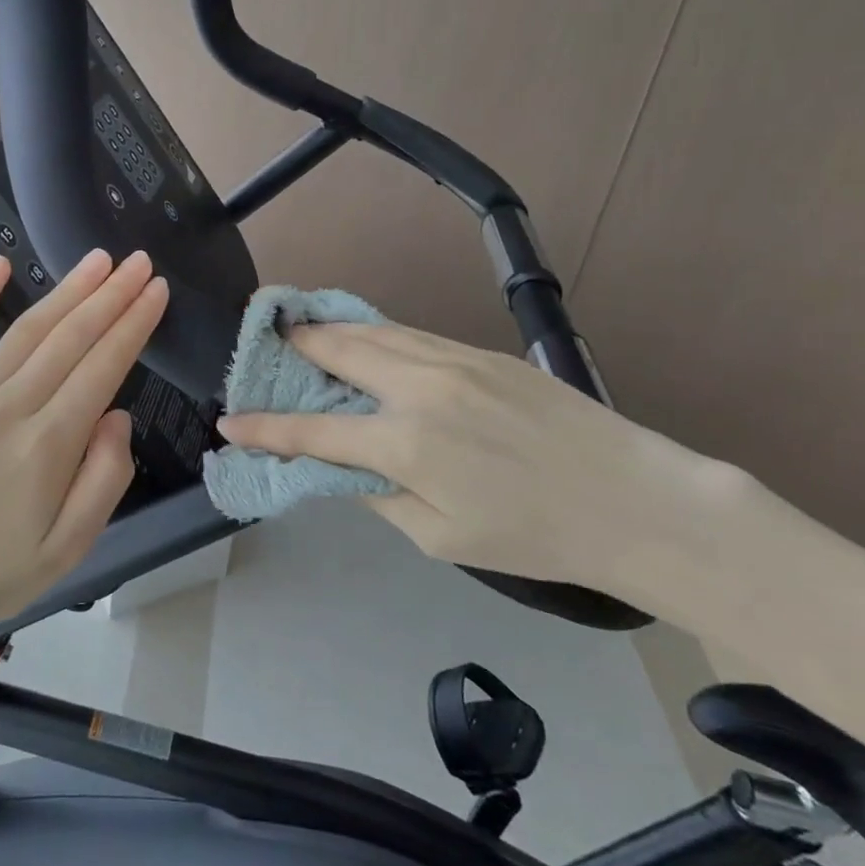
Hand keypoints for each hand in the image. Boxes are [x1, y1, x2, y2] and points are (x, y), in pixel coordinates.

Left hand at [0, 249, 167, 633]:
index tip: (158, 291)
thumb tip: (117, 416)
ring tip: (99, 260)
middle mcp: (9, 409)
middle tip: (140, 262)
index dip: (134, 325)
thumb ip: (106, 478)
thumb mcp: (72, 547)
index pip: (102, 368)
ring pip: (26, 331)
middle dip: (111, 295)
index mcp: (47, 445)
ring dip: (66, 291)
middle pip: (69, 338)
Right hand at [216, 321, 745, 608]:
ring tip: (304, 329)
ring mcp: (453, 360)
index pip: (313, 432)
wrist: (634, 500)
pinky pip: (411, 335)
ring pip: (374, 332)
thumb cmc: (534, 535)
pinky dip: (376, 334)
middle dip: (295, 346)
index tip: (230, 421)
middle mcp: (420, 388)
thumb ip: (380, 495)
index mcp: (406, 444)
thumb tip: (343, 466)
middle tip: (267, 341)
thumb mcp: (441, 537)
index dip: (265, 428)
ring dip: (332, 330)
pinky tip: (366, 338)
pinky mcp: (482, 352)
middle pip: (337, 352)